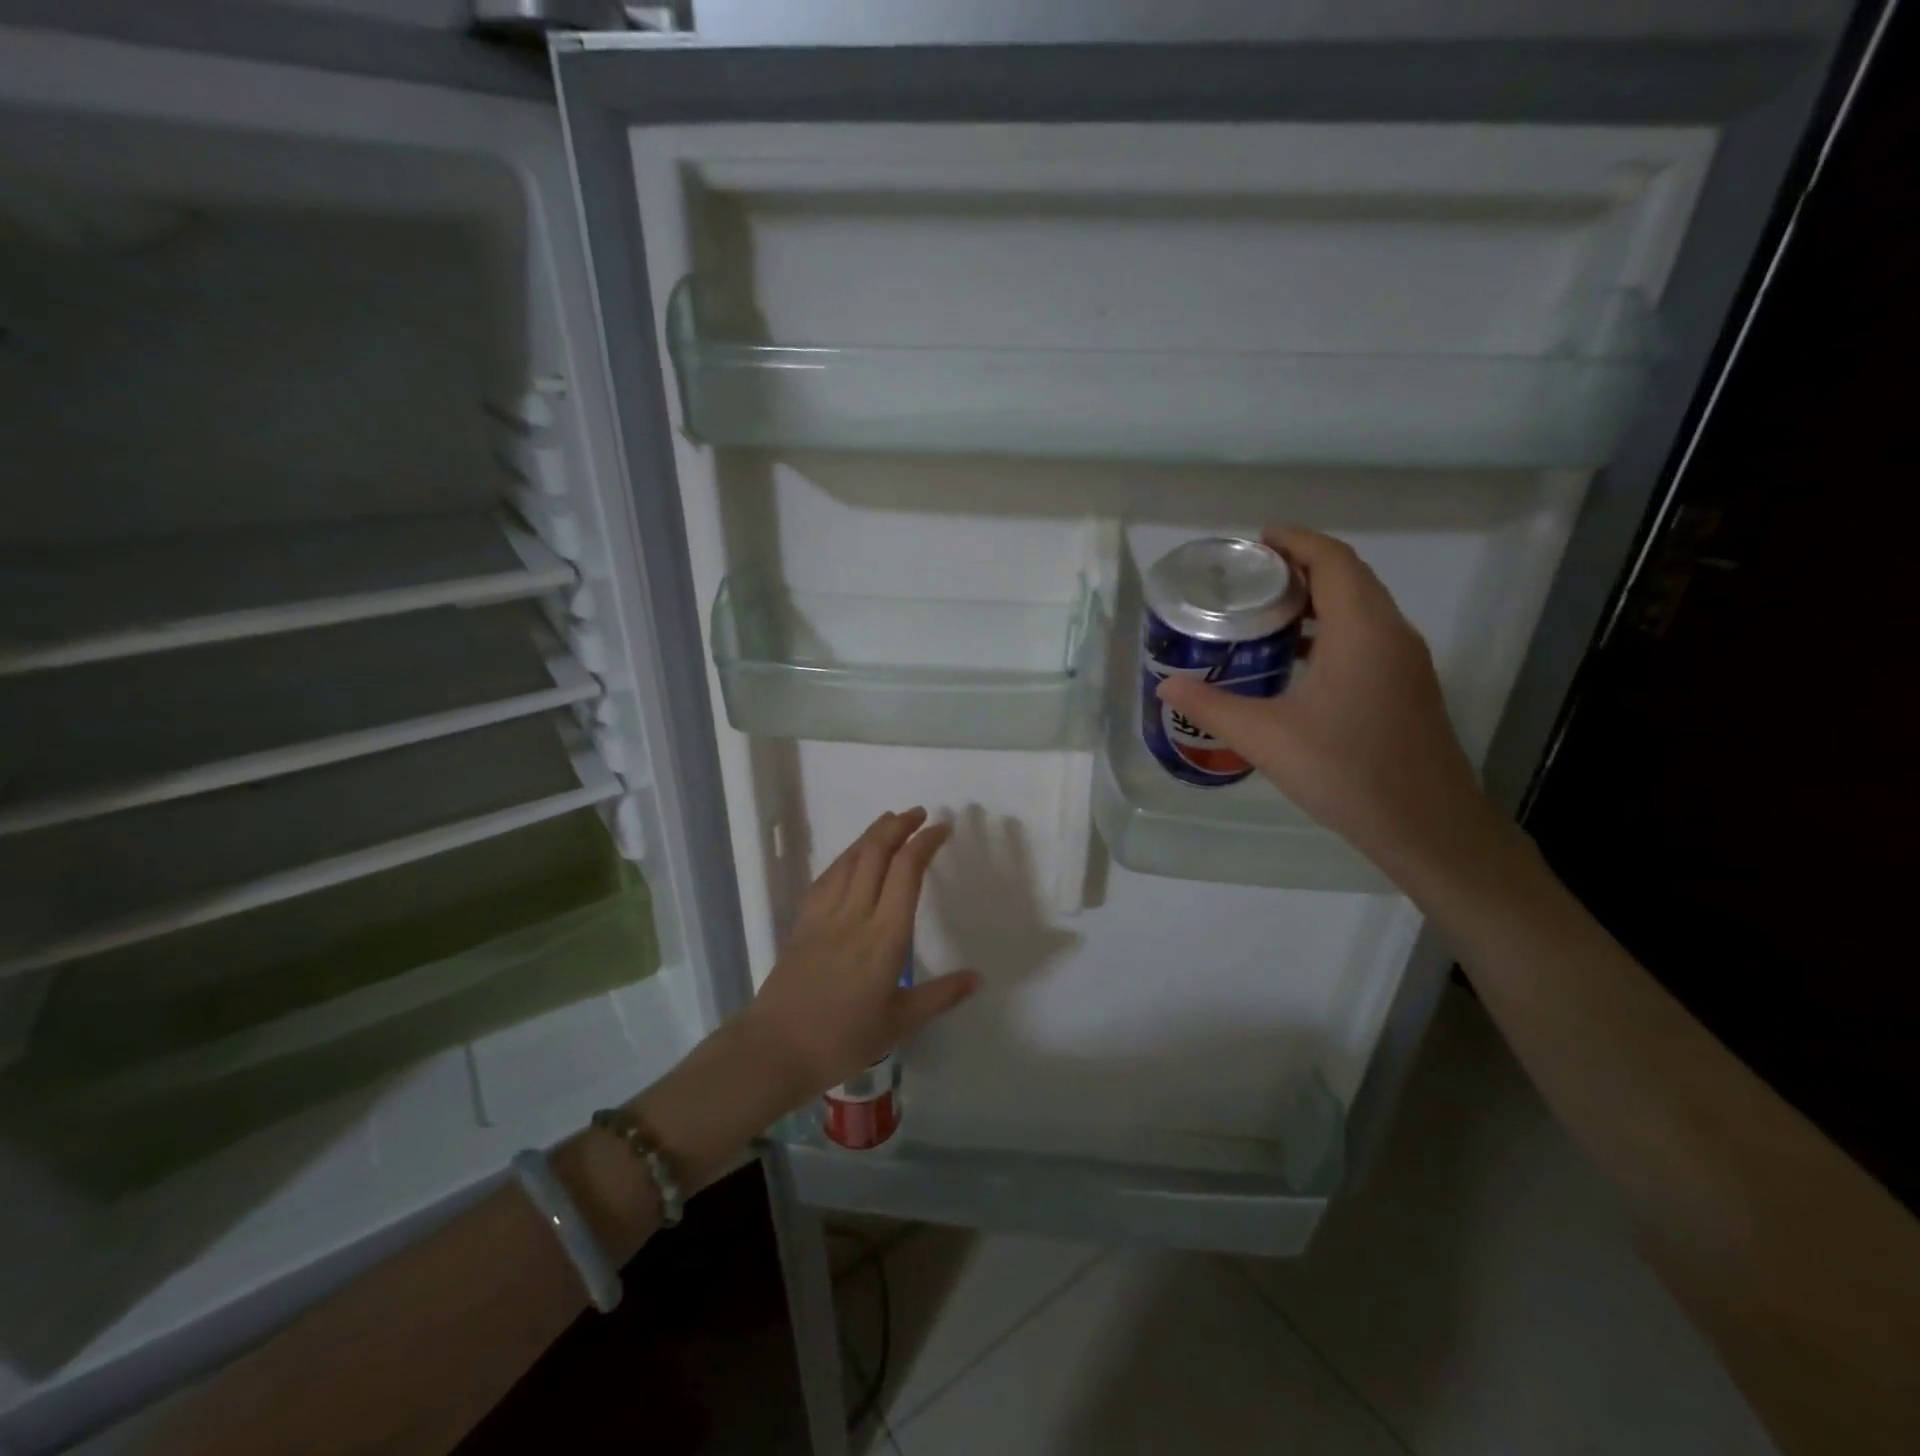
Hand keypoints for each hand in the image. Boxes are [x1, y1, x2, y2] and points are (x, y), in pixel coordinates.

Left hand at [742, 808, 980, 1102]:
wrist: (775, 1048)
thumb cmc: (843, 1039)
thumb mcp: (900, 1023)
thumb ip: (941, 996)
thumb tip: (977, 977)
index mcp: (885, 937)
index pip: (907, 872)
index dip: (925, 842)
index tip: (942, 829)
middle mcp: (855, 914)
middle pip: (876, 853)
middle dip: (899, 826)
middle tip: (920, 814)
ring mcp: (825, 914)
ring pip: (850, 858)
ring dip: (873, 834)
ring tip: (890, 821)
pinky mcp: (804, 921)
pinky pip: (828, 876)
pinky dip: (846, 856)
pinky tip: (852, 855)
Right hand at [1156, 528, 1506, 888]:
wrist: (1426, 825)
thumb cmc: (1345, 772)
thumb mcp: (1266, 738)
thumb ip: (1212, 706)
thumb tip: (1165, 686)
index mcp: (1361, 630)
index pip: (1332, 560)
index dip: (1295, 541)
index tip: (1255, 541)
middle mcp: (1391, 633)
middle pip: (1348, 577)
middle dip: (1301, 566)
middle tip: (1250, 578)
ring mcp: (1405, 661)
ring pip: (1361, 608)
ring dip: (1318, 599)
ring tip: (1266, 613)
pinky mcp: (1407, 687)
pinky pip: (1368, 636)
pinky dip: (1332, 629)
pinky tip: (1298, 661)